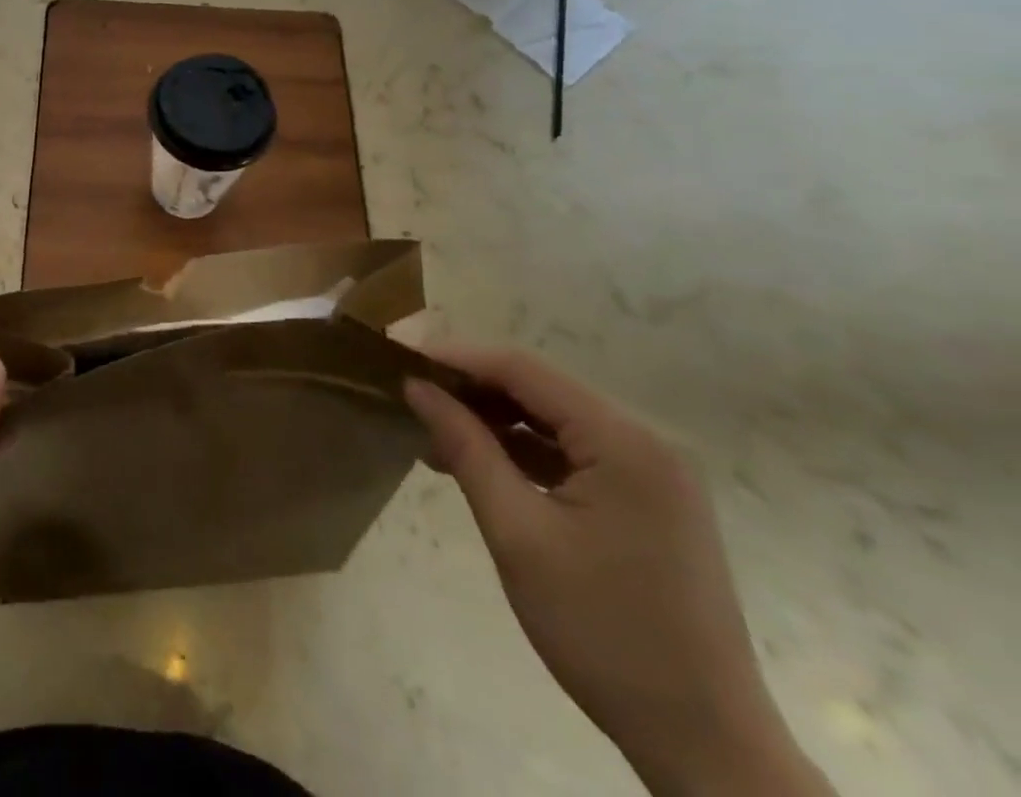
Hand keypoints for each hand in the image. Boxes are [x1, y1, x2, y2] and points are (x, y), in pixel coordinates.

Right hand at [406, 347, 831, 796]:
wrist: (707, 748)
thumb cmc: (603, 632)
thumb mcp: (518, 534)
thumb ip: (466, 448)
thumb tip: (416, 387)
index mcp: (624, 442)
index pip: (523, 369)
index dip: (455, 357)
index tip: (398, 361)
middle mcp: (646, 443)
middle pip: (540, 391)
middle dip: (471, 391)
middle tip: (409, 400)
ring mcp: (653, 476)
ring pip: (554, 422)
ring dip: (494, 424)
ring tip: (432, 438)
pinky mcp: (649, 504)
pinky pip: (574, 456)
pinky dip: (525, 454)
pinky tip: (481, 468)